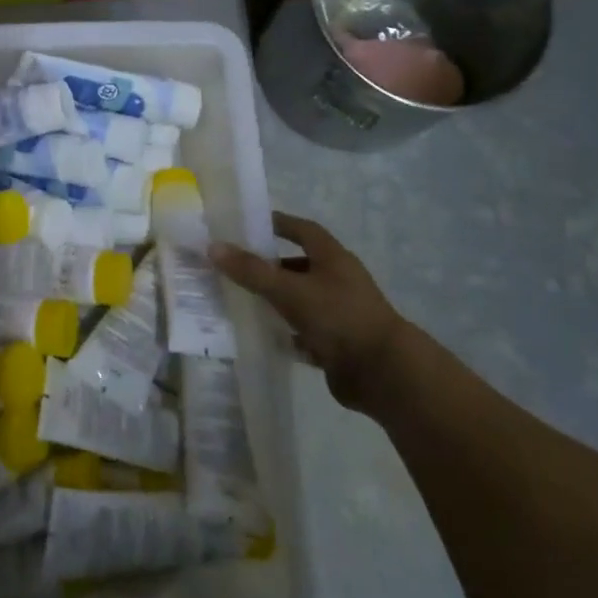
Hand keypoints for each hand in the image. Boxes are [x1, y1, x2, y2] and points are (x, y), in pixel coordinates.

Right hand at [212, 213, 408, 413]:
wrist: (384, 374)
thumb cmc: (338, 317)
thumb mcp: (290, 290)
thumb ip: (252, 271)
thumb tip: (213, 246)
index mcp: (333, 258)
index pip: (303, 229)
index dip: (279, 224)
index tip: (250, 224)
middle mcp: (338, 280)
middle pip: (299, 266)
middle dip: (270, 265)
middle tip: (236, 267)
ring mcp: (340, 313)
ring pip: (301, 300)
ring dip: (276, 300)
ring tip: (242, 300)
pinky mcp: (338, 343)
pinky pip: (306, 332)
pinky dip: (287, 332)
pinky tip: (264, 335)